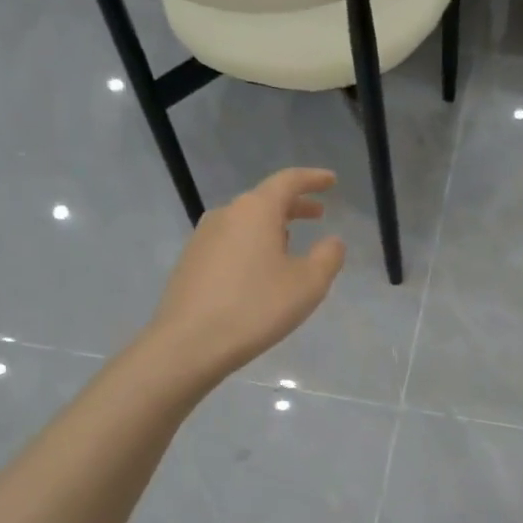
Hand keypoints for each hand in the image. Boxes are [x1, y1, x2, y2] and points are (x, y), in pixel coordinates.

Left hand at [147, 168, 346, 381]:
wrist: (189, 343)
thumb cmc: (256, 308)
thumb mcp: (308, 285)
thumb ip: (328, 257)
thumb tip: (333, 241)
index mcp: (256, 210)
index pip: (288, 181)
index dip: (313, 179)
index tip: (331, 181)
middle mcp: (226, 214)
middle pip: (265, 200)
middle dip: (295, 205)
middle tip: (318, 214)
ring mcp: (203, 237)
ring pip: (246, 221)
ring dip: (272, 226)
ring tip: (291, 243)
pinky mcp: (191, 261)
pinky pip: (231, 241)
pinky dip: (252, 244)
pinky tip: (260, 269)